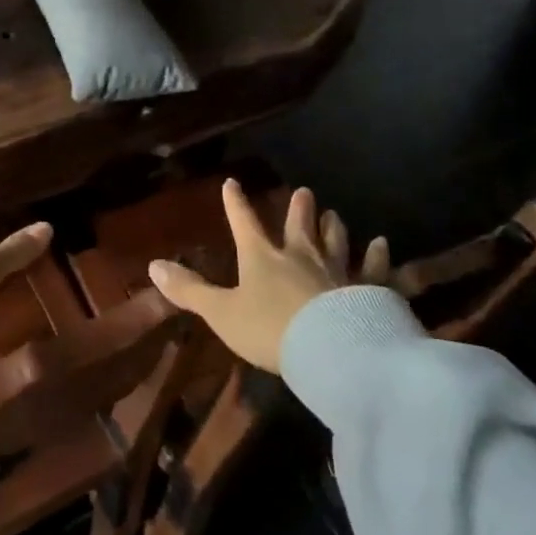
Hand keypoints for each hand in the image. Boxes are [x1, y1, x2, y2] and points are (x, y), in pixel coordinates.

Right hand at [148, 181, 388, 372]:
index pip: (244, 223)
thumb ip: (190, 290)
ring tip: (335, 213)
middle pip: (299, 226)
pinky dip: (378, 257)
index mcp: (262, 258)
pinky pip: (375, 270)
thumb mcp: (221, 313)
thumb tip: (153, 265)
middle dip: (299, 208)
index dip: (235, 203)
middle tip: (305, 191)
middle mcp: (300, 256)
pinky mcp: (368, 291)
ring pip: (336, 242)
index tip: (232, 183)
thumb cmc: (270, 330)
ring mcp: (337, 272)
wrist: (330, 351)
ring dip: (334, 227)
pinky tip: (382, 244)